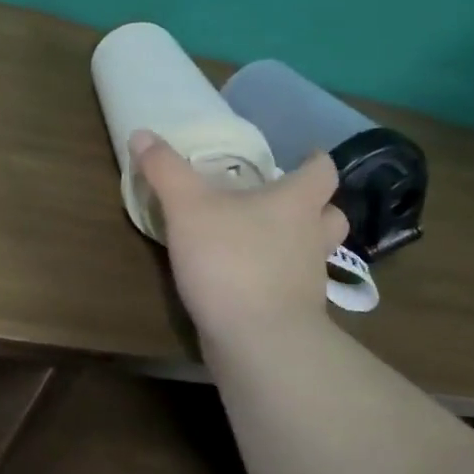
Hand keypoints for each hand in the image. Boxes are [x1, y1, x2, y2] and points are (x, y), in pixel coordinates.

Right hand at [129, 127, 348, 345]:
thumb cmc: (229, 260)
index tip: (302, 156)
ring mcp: (309, 279)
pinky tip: (249, 280)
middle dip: (313, 206)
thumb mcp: (187, 207)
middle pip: (331, 214)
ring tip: (266, 240)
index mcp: (295, 203)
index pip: (322, 172)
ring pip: (316, 252)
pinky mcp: (296, 313)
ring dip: (299, 244)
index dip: (314, 161)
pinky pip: (294, 286)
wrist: (257, 340)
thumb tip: (142, 133)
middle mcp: (312, 237)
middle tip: (283, 201)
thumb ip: (165, 170)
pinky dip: (279, 278)